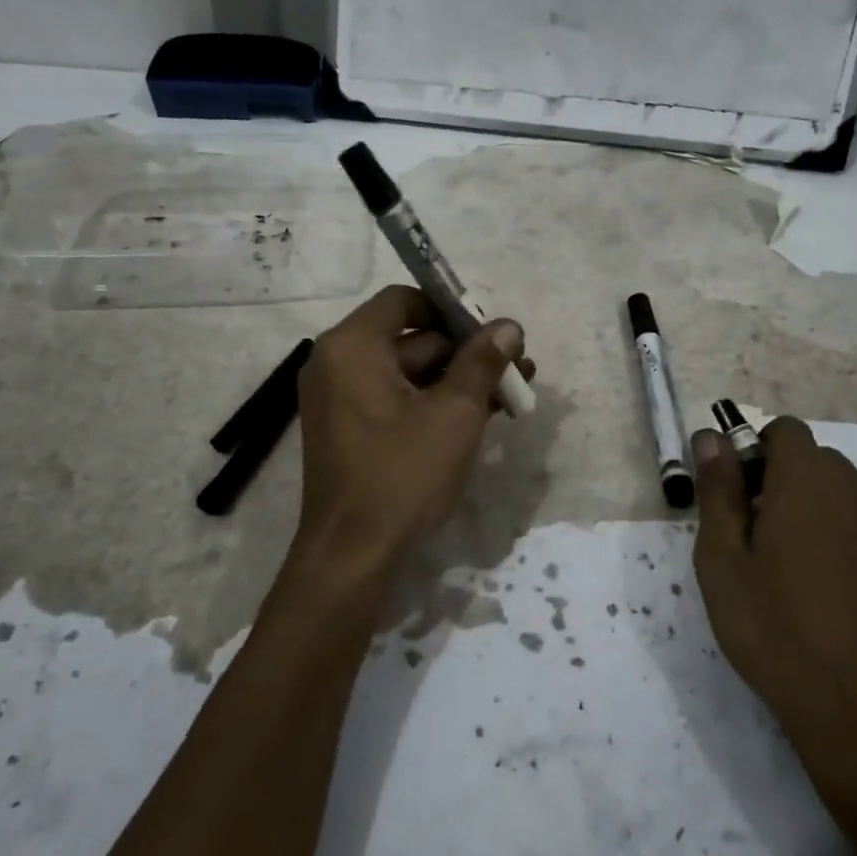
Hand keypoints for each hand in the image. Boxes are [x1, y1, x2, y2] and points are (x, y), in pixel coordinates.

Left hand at [289, 285, 527, 584]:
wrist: (353, 555)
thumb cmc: (402, 474)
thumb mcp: (454, 413)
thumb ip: (482, 362)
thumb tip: (509, 326)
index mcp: (353, 346)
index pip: (405, 300)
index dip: (452, 310)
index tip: (491, 332)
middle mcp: (338, 364)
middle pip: (412, 338)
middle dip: (467, 352)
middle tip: (517, 368)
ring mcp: (342, 400)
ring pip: (410, 373)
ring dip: (458, 380)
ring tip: (512, 395)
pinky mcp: (352, 430)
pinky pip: (397, 400)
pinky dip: (434, 403)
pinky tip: (482, 416)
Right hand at [691, 417, 856, 817]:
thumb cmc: (772, 626)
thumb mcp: (721, 558)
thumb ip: (718, 488)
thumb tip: (710, 435)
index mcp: (808, 480)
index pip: (786, 430)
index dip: (760, 454)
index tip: (746, 498)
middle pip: (823, 464)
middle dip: (793, 486)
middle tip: (769, 543)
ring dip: (834, 516)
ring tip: (813, 575)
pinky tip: (855, 602)